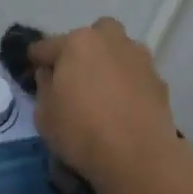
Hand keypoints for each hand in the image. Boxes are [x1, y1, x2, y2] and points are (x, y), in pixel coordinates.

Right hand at [26, 17, 178, 187]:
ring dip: (108, 63)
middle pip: (91, 36)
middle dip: (82, 50)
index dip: (37, 59)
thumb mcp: (44, 115)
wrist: (138, 156)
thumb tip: (50, 74)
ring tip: (102, 93)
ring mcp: (139, 58)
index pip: (47, 46)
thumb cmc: (81, 132)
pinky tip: (123, 107)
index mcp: (77, 43)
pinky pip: (135, 74)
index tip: (33, 70)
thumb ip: (44, 87)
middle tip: (75, 78)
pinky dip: (128, 84)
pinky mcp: (159, 80)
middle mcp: (110, 41)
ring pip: (118, 51)